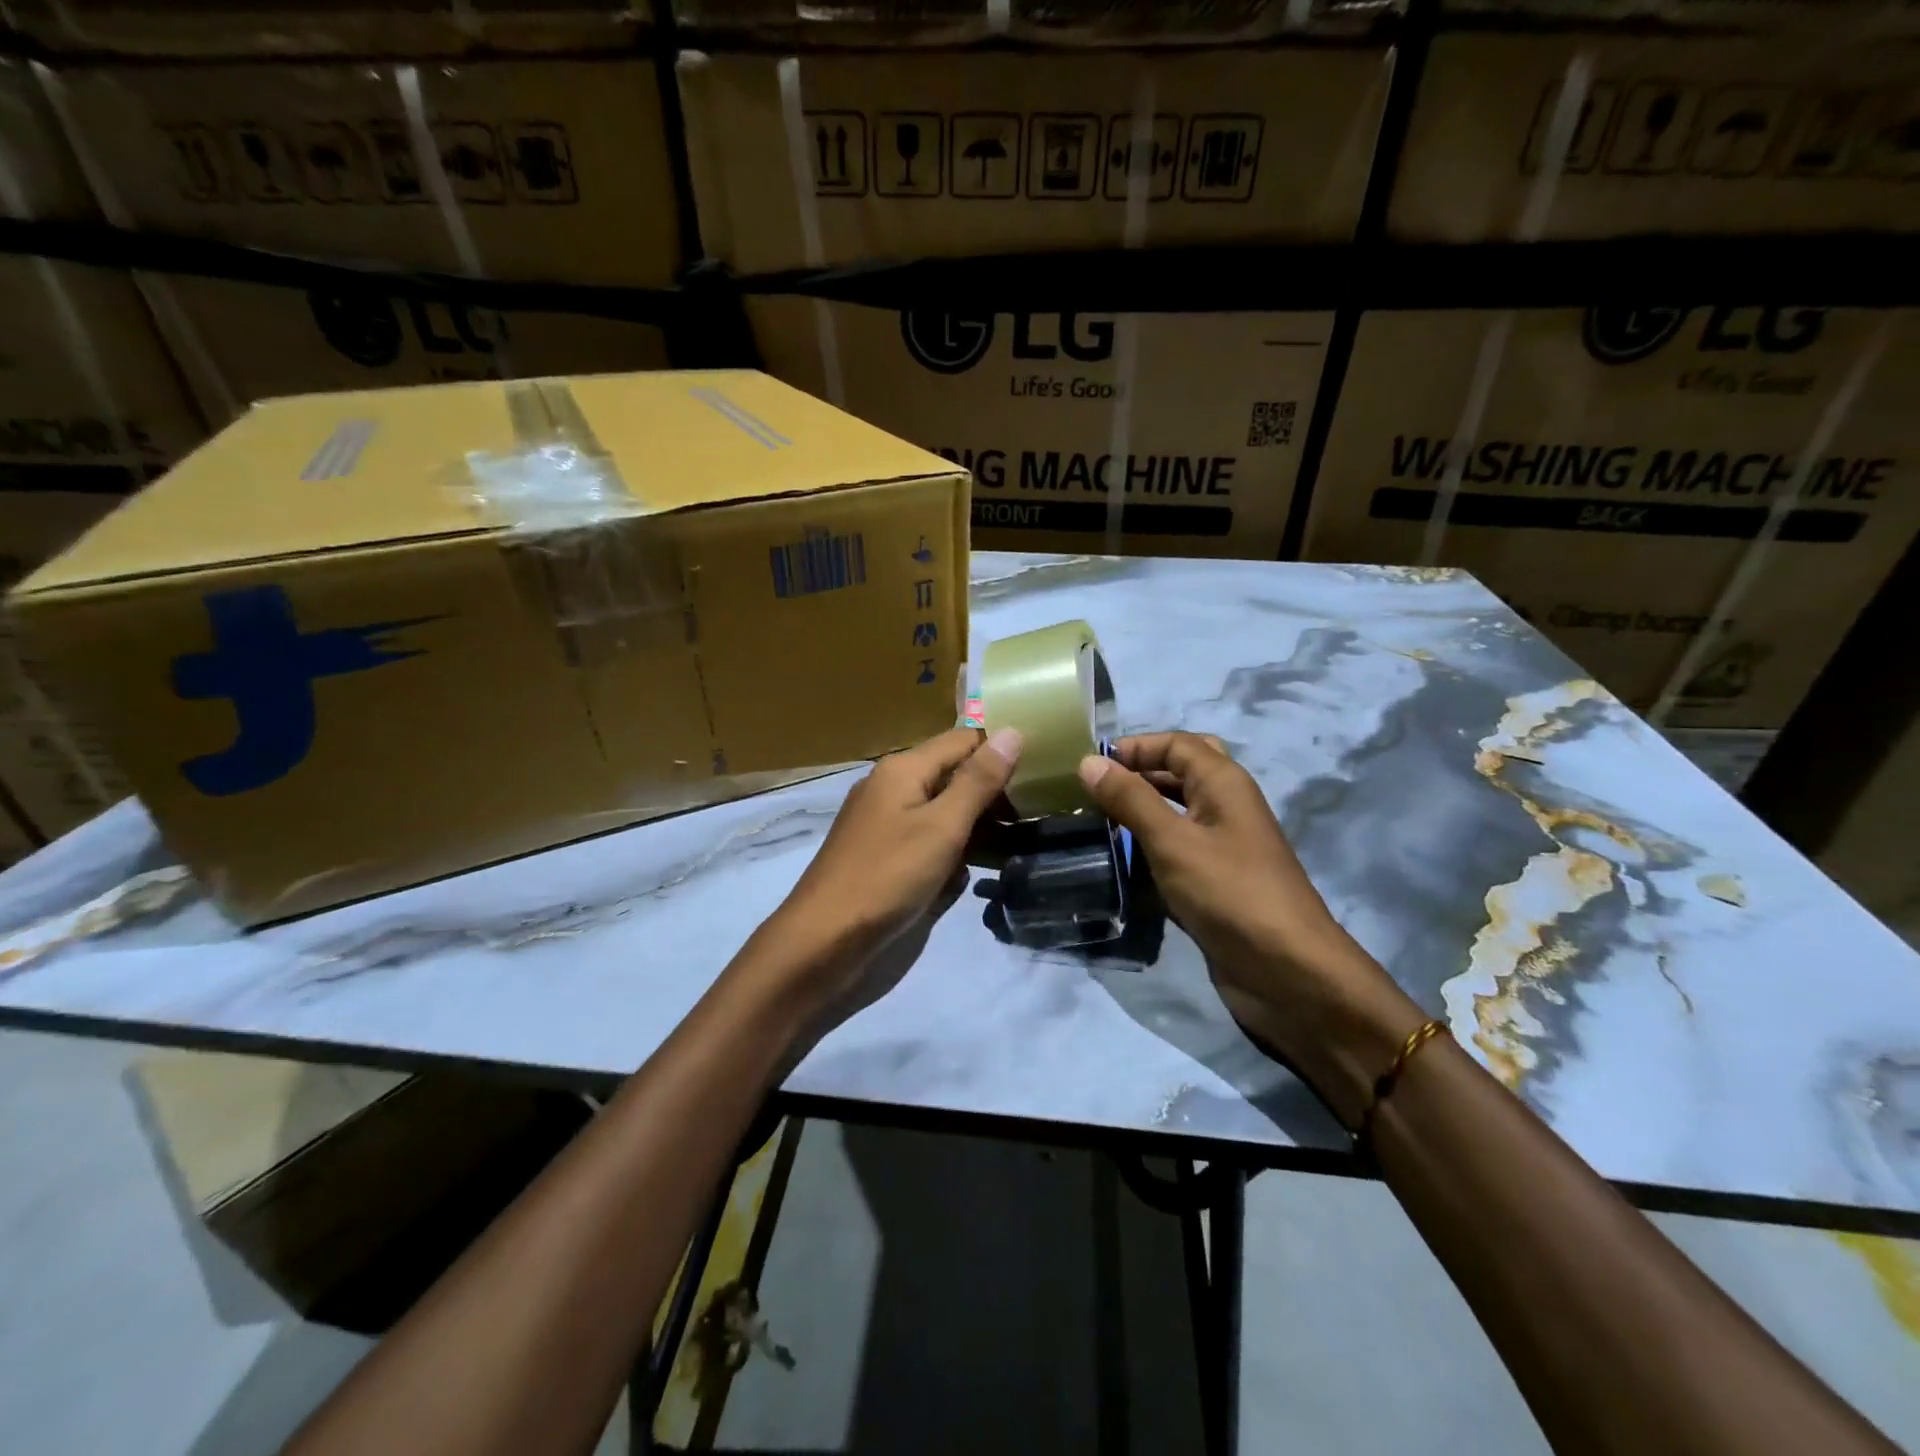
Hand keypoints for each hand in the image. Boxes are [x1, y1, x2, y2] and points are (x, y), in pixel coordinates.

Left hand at [756, 728, 1021, 1011]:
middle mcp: (894, 788)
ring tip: (1023, 839)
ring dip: (979, 825)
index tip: (1045, 768)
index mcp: (903, 769)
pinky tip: (978, 870)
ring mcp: (888, 824)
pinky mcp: (888, 857)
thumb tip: (1014, 731)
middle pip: (954, 775)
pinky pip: (930, 841)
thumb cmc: (887, 877)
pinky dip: (954, 850)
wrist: (824, 942)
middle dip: (994, 791)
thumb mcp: (942, 826)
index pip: (963, 740)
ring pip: (944, 811)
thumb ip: (979, 780)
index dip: (1001, 749)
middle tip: (1042, 809)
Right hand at [1077, 732, 1426, 1128]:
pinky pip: (1176, 849)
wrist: (1287, 972)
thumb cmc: (1230, 894)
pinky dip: (1148, 846)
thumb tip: (1088, 760)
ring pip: (1176, 811)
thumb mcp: (1173, 841)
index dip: (1134, 746)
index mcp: (1224, 783)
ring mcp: (1222, 845)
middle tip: (1096, 790)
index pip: (1176, 743)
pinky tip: (1117, 859)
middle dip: (1138, 773)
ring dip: (1139, 810)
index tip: (1089, 765)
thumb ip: (1130, 799)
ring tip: (1093, 820)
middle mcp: (1225, 806)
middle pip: (1180, 772)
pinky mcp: (1214, 881)